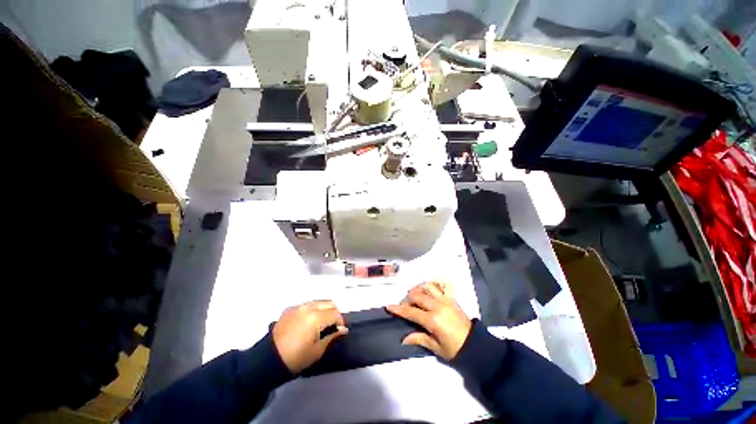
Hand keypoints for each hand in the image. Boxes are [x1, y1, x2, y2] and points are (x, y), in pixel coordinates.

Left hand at [272, 300, 347, 373]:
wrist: (269, 360)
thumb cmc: (296, 358)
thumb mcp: (317, 350)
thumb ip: (332, 335)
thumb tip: (343, 329)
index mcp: (315, 317)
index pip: (335, 313)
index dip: (340, 321)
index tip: (340, 330)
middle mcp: (308, 307)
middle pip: (328, 303)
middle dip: (334, 313)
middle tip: (332, 325)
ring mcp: (298, 306)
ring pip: (318, 302)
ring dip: (324, 310)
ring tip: (322, 323)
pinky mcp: (290, 309)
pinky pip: (307, 305)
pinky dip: (312, 310)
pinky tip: (309, 322)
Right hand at [386, 282, 471, 359]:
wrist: (475, 344)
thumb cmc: (454, 349)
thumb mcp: (435, 347)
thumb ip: (419, 338)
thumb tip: (404, 339)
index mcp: (432, 320)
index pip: (411, 312)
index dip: (399, 309)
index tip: (389, 306)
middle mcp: (437, 306)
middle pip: (417, 296)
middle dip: (407, 299)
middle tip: (405, 306)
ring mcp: (445, 299)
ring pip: (427, 287)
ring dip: (418, 289)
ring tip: (414, 296)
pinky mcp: (450, 298)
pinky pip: (439, 286)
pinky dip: (430, 285)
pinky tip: (426, 290)